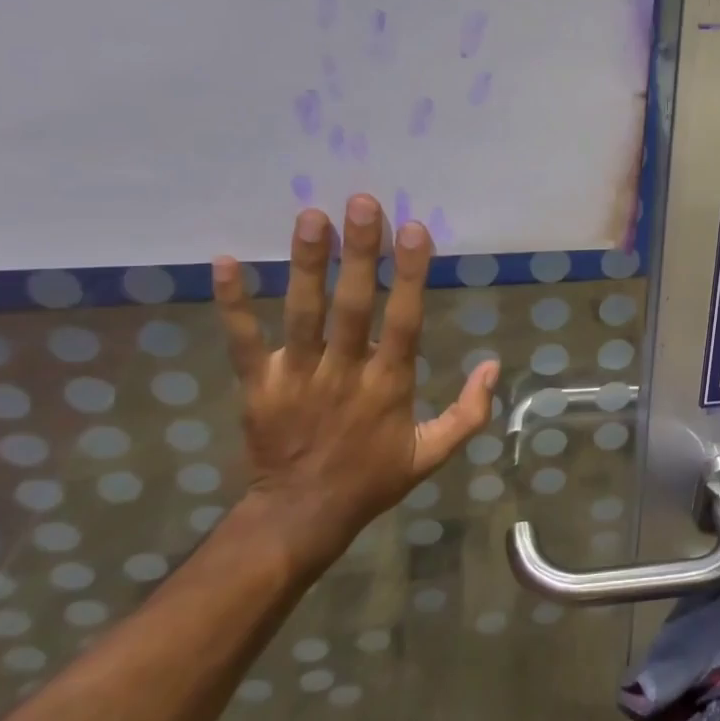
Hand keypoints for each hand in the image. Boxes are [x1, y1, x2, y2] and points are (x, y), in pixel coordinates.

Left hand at [212, 194, 498, 578]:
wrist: (300, 517)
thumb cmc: (373, 479)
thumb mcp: (433, 454)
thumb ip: (469, 412)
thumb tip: (494, 365)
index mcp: (389, 386)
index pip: (404, 322)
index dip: (410, 276)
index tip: (414, 230)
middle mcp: (344, 373)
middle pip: (352, 307)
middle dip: (359, 253)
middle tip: (362, 203)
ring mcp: (297, 378)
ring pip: (303, 314)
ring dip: (306, 264)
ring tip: (310, 216)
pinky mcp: (258, 386)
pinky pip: (242, 341)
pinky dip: (233, 303)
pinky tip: (226, 261)